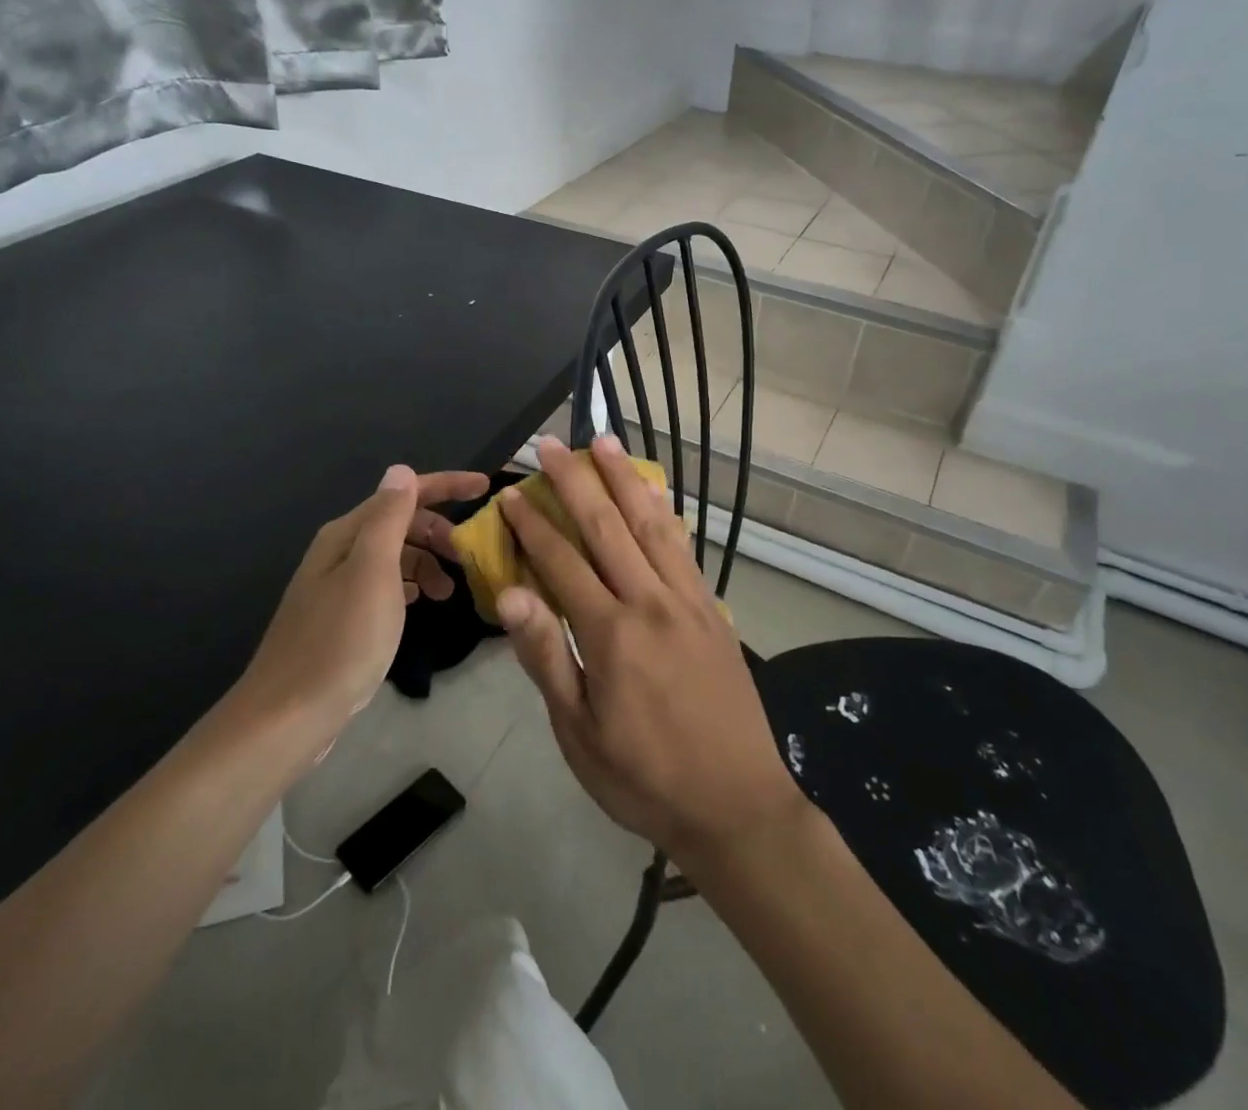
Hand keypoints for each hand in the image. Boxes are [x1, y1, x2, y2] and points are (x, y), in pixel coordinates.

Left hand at [238, 466, 487, 754]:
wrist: (289, 715)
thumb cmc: (341, 640)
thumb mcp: (373, 572)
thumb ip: (389, 518)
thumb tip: (402, 471)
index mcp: (347, 534)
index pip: (403, 494)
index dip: (446, 485)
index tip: (487, 488)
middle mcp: (340, 551)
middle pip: (400, 523)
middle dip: (439, 530)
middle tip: (470, 556)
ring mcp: (338, 586)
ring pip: (395, 556)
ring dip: (427, 562)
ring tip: (450, 591)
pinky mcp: (341, 618)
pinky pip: (386, 585)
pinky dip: (410, 585)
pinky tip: (421, 603)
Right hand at [496, 436, 807, 864]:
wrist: (737, 805)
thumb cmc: (644, 779)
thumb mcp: (579, 734)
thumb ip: (547, 657)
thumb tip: (510, 594)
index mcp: (611, 635)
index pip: (562, 562)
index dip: (533, 524)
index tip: (513, 490)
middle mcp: (651, 603)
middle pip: (607, 527)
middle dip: (576, 480)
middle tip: (552, 442)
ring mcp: (688, 602)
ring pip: (651, 525)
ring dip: (625, 479)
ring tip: (605, 442)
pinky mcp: (713, 610)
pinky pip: (684, 549)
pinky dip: (665, 513)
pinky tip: (656, 493)